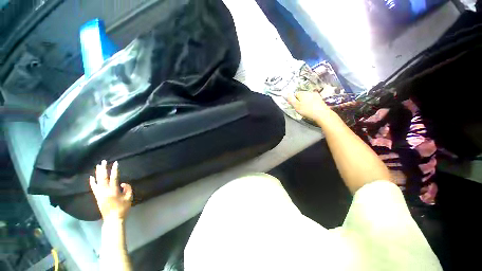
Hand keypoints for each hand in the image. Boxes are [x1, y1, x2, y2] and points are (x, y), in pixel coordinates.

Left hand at [89, 160, 132, 220]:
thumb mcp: (129, 198)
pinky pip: (94, 187)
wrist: (113, 219)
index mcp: (113, 191)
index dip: (115, 170)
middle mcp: (105, 191)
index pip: (114, 177)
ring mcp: (99, 194)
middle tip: (103, 161)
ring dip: (98, 173)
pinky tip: (91, 177)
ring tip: (98, 166)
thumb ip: (128, 188)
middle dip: (103, 169)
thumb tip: (122, 183)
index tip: (116, 163)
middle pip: (103, 177)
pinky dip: (92, 182)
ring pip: (97, 181)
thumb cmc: (123, 208)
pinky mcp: (97, 197)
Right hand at [286, 91, 332, 121]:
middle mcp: (309, 92)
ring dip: (305, 102)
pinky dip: (310, 103)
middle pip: (301, 95)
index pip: (295, 94)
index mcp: (302, 94)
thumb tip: (287, 93)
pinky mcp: (320, 99)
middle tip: (298, 108)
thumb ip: (291, 99)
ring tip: (305, 109)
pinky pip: (312, 100)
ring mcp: (315, 95)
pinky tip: (311, 108)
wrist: (322, 114)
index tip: (292, 105)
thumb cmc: (308, 111)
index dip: (292, 99)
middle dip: (299, 100)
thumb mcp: (296, 106)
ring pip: (307, 98)